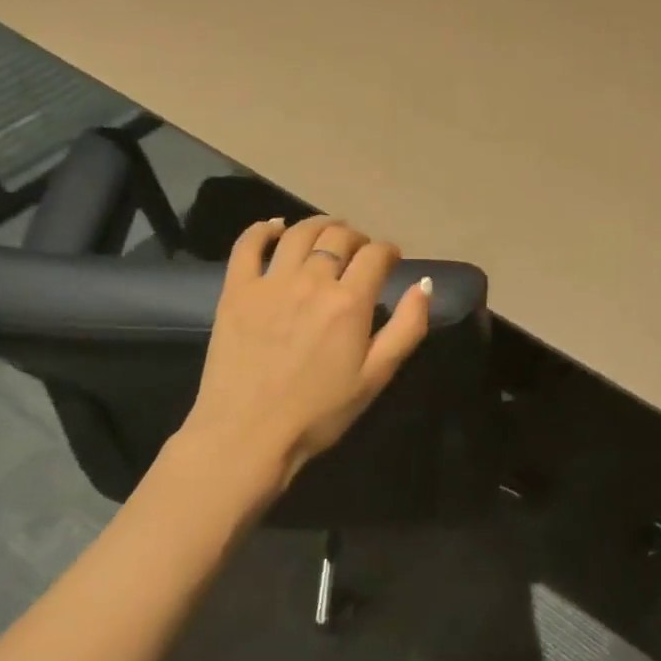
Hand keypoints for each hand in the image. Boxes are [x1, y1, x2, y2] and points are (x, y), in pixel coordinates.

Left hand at [183, 214, 430, 494]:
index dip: (389, 251)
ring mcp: (270, 282)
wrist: (248, 435)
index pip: (376, 255)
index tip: (391, 260)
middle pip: (339, 238)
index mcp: (350, 302)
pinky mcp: (236, 291)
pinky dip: (263, 229)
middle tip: (360, 251)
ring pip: (299, 233)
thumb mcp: (377, 376)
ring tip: (328, 232)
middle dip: (357, 238)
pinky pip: (247, 245)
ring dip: (319, 225)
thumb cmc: (320, 412)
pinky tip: (275, 227)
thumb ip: (407, 327)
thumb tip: (424, 284)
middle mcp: (312, 281)